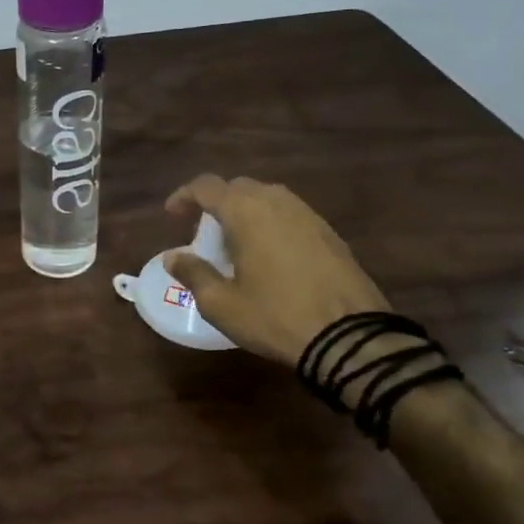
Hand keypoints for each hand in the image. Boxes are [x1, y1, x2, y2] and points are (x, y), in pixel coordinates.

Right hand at [164, 174, 389, 366]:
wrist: (351, 337)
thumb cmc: (275, 316)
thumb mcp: (221, 303)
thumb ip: (193, 273)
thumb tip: (173, 257)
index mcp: (246, 211)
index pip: (206, 186)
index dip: (184, 196)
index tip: (172, 215)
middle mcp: (277, 202)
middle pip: (238, 187)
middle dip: (216, 202)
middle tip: (204, 233)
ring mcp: (309, 215)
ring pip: (268, 198)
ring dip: (246, 212)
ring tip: (236, 243)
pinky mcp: (331, 234)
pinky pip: (290, 215)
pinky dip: (271, 224)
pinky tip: (269, 256)